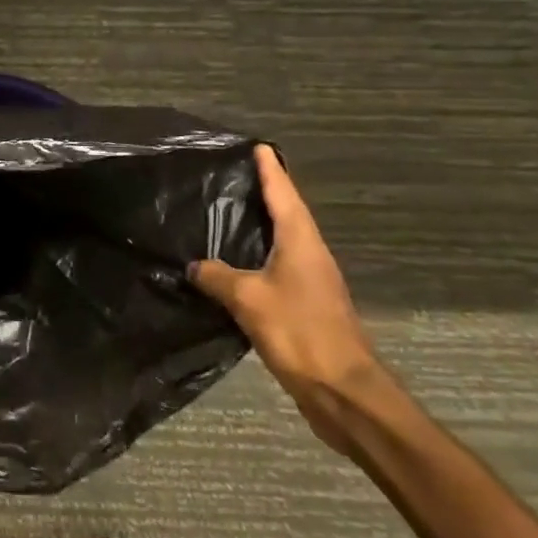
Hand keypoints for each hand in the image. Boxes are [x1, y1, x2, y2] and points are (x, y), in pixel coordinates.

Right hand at [189, 144, 383, 453]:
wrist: (343, 391)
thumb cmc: (300, 332)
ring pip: (282, 243)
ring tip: (228, 215)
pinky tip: (233, 267)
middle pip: (287, 215)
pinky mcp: (306, 308)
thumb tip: (194, 266)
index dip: (270, 170)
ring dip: (260, 227)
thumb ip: (217, 277)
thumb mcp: (249, 299)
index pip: (284, 194)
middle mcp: (311, 256)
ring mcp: (311, 283)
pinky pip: (276, 271)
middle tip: (235, 175)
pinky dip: (255, 259)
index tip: (259, 146)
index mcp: (302, 243)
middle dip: (265, 193)